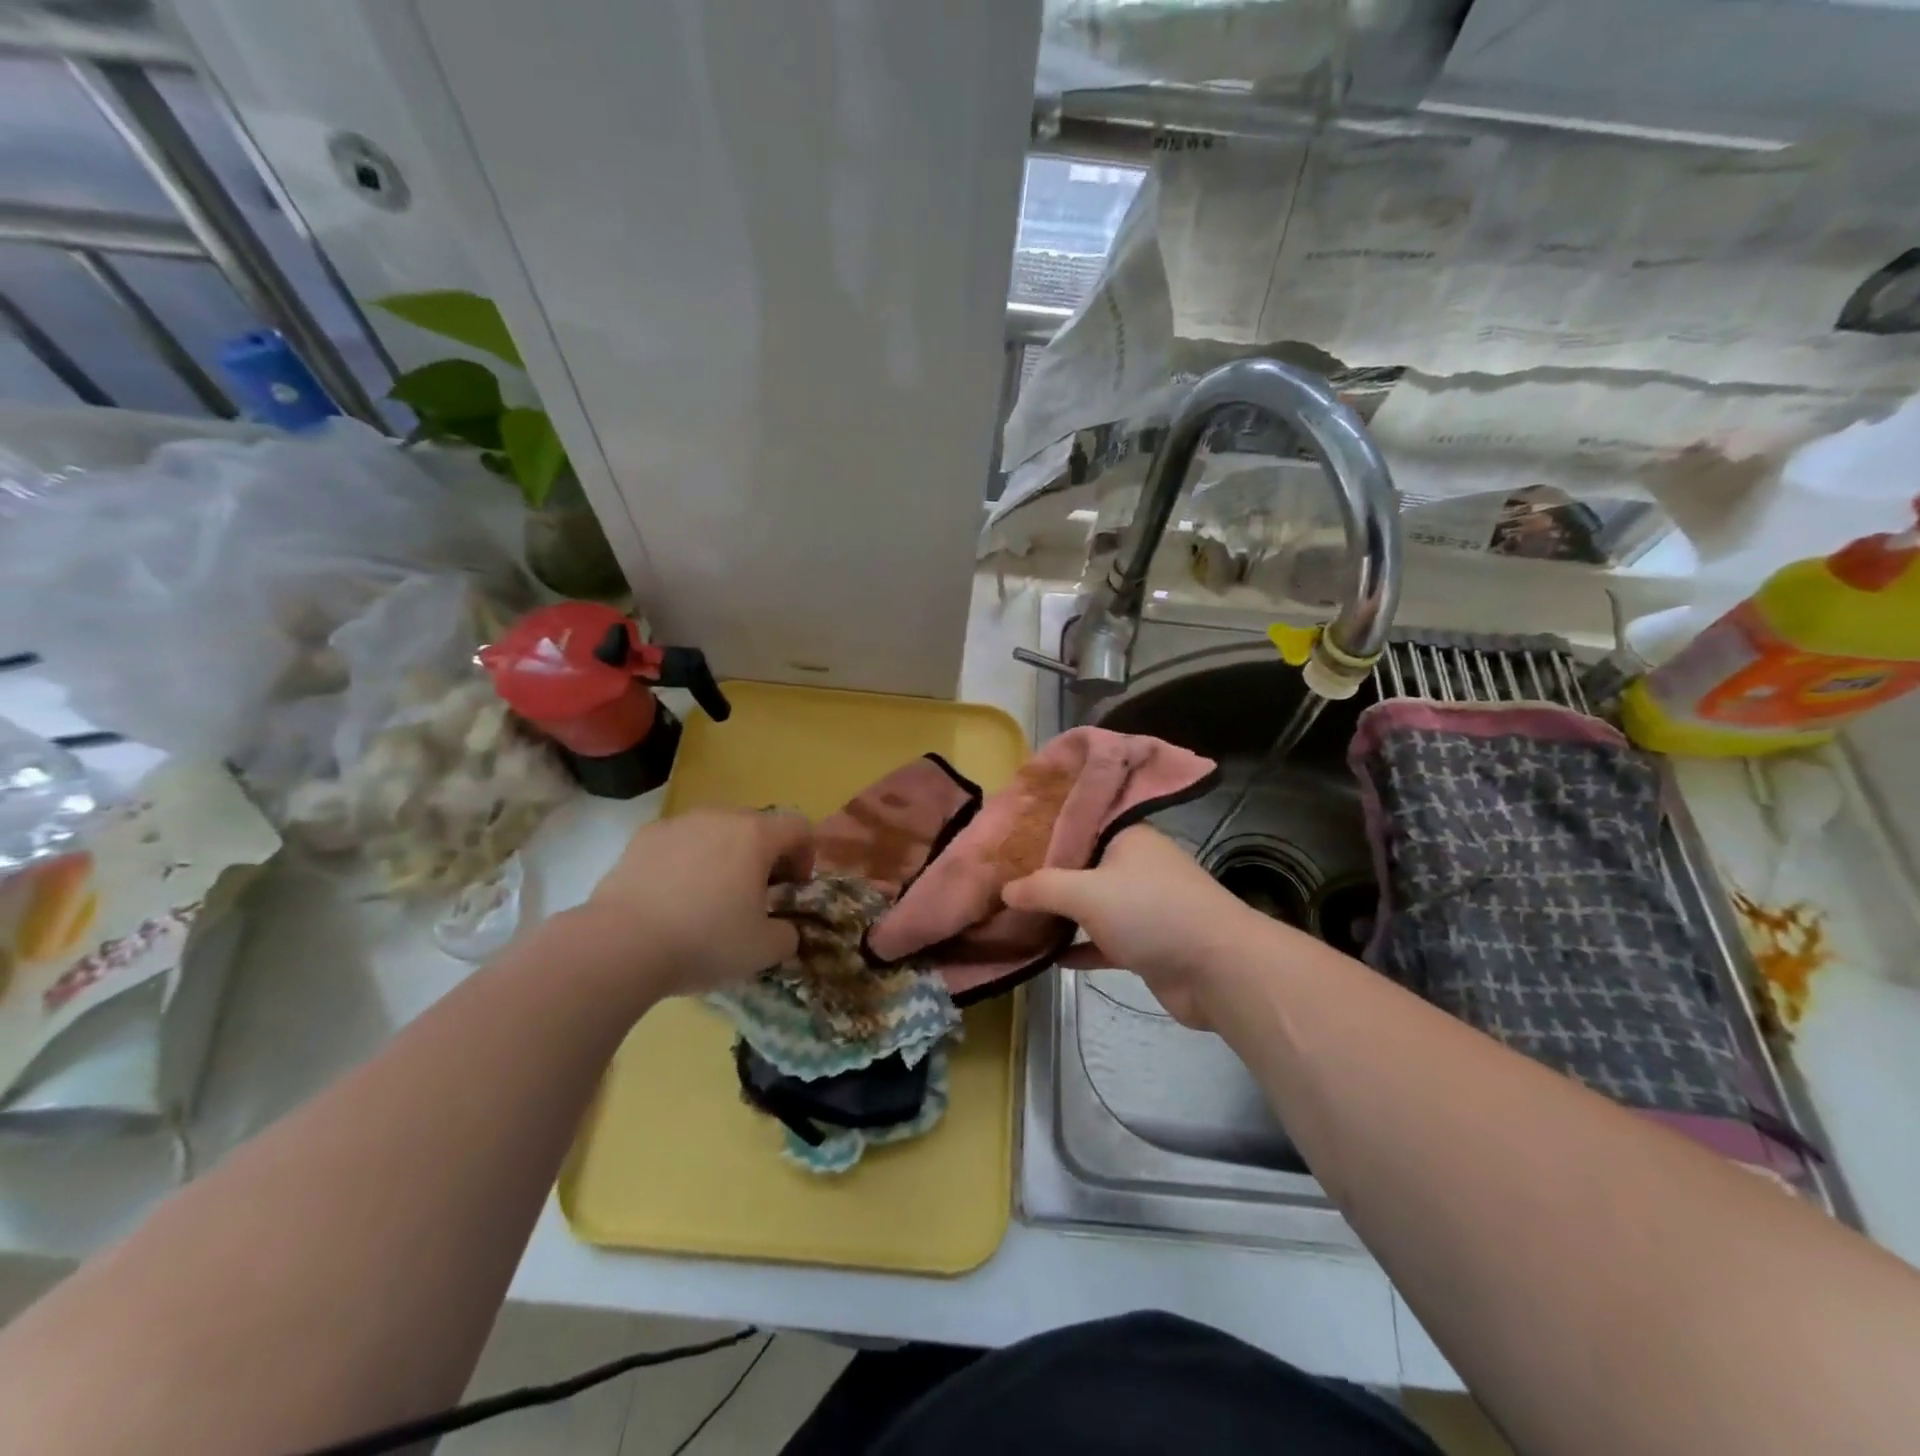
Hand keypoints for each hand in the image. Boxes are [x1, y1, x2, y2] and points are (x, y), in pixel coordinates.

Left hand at [576, 809, 812, 997]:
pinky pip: (678, 843)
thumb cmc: (705, 940)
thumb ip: (787, 935)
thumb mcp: (763, 950)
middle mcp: (719, 817)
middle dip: (763, 856)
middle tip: (755, 895)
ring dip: (723, 856)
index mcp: (755, 835)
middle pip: (755, 826)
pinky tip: (671, 899)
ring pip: (714, 832)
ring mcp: (677, 824)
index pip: (798, 827)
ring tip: (709, 897)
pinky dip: (685, 862)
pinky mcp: (641, 838)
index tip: (793, 888)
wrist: (619, 945)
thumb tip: (784, 930)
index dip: (805, 855)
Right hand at [1002, 824, 1263, 1028]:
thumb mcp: (1087, 891)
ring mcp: (1142, 905)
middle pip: (1081, 866)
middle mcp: (1134, 865)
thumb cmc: (1151, 912)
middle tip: (1001, 880)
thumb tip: (1005, 889)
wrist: (1218, 969)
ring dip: (1060, 914)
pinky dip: (1079, 947)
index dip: (1042, 831)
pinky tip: (1047, 956)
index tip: (1006, 840)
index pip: (1077, 824)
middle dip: (1045, 876)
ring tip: (1015, 917)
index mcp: (1126, 836)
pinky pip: (1102, 941)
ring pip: (1091, 906)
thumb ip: (1042, 887)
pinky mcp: (1146, 943)